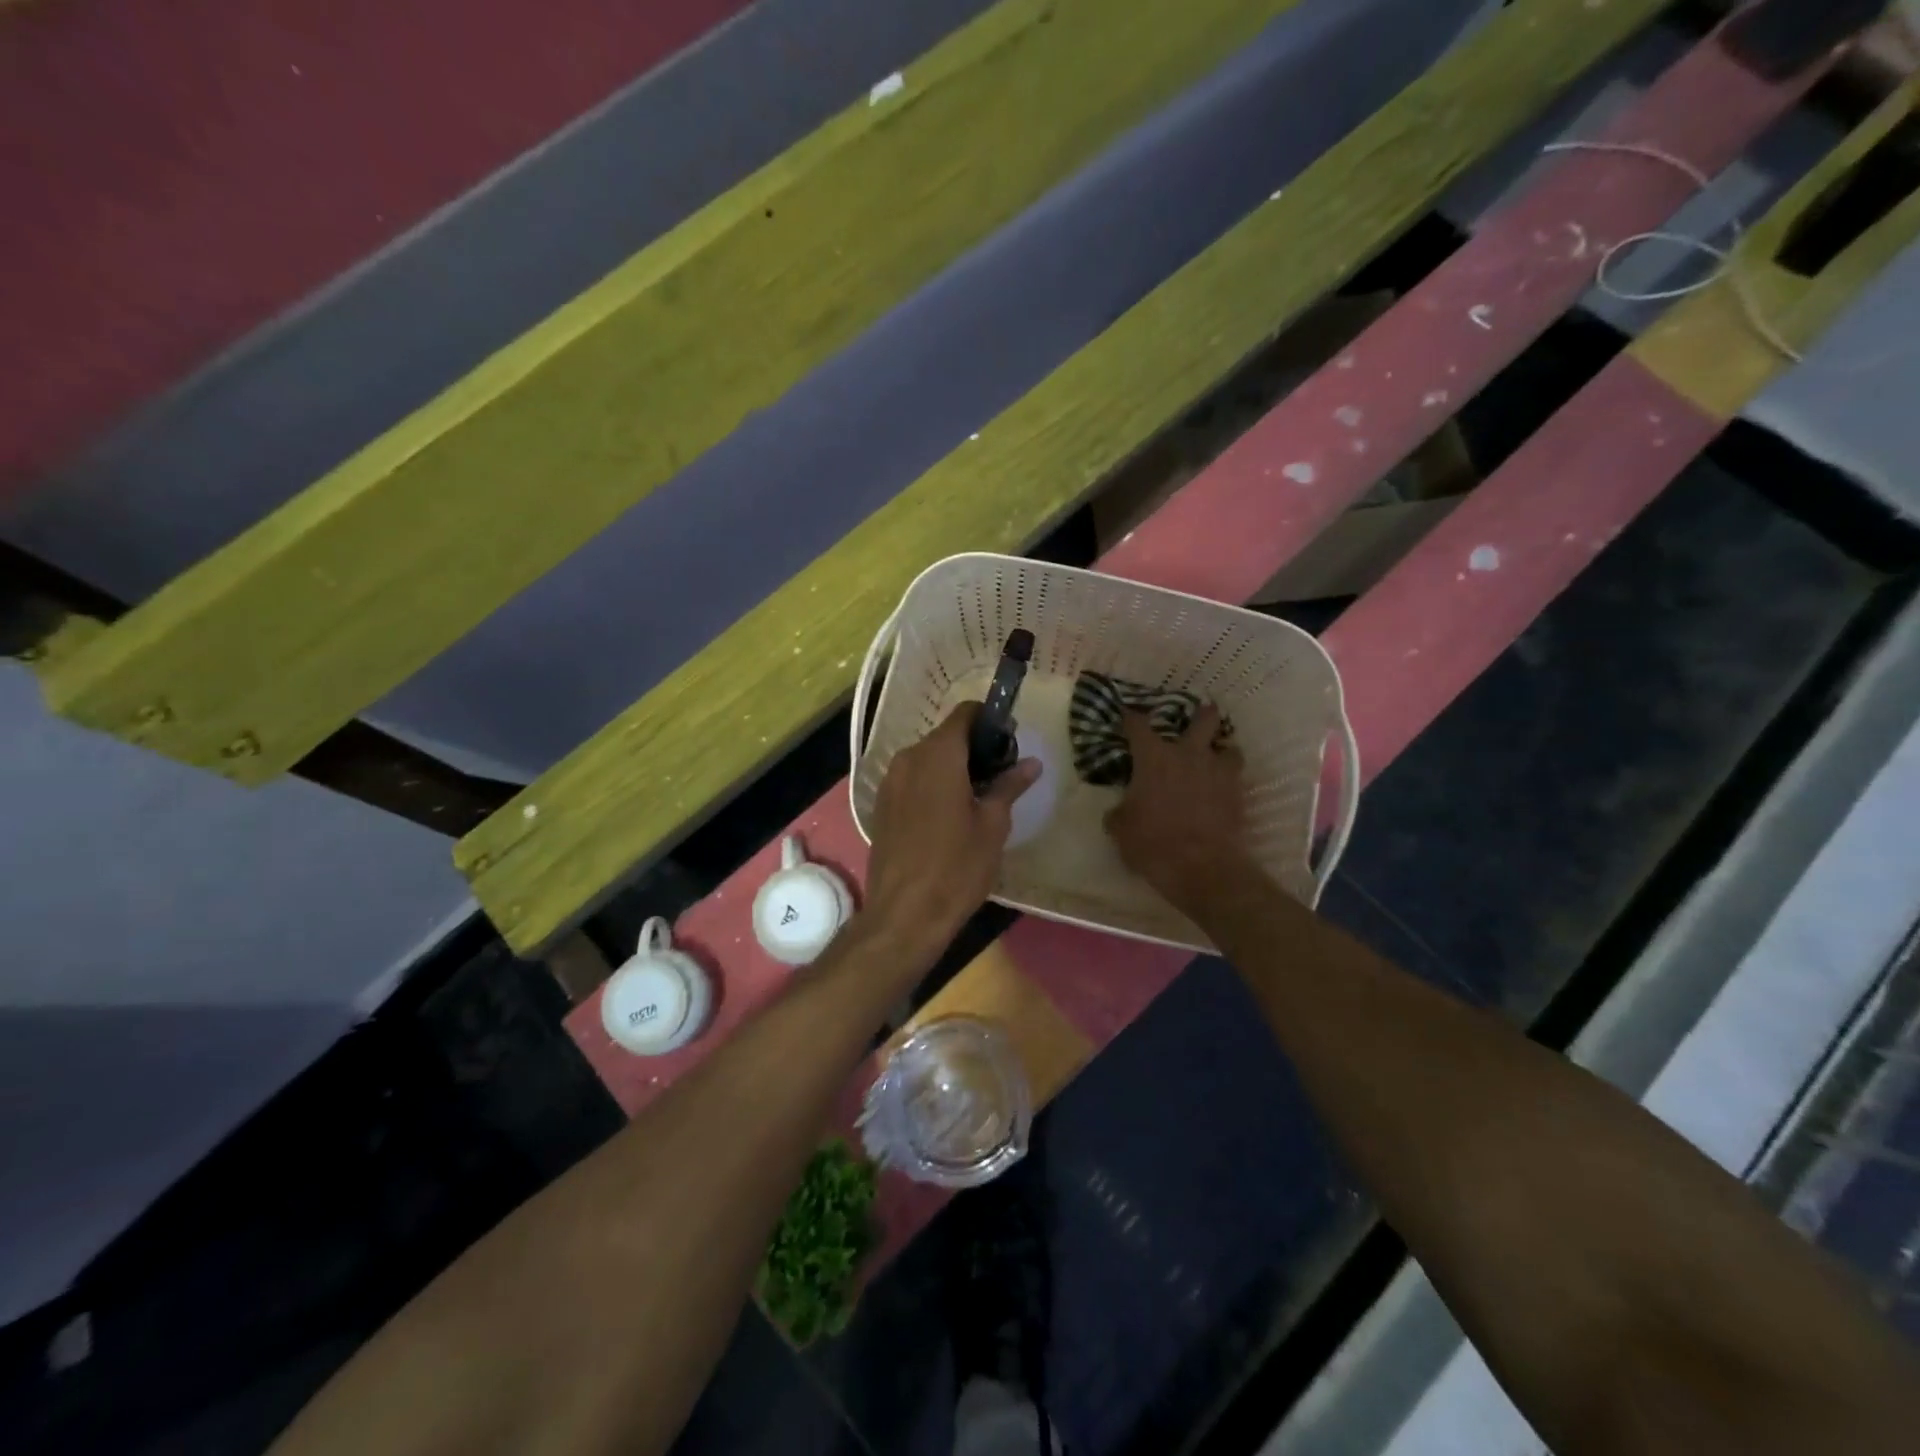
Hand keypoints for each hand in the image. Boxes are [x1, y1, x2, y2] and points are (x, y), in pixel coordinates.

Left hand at [862, 702, 1039, 953]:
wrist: (904, 913)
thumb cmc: (957, 866)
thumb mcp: (993, 825)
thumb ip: (1010, 786)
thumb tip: (1031, 763)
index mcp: (938, 755)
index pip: (965, 714)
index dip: (989, 720)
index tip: (1009, 741)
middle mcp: (909, 758)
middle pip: (945, 736)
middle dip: (973, 747)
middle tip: (1000, 774)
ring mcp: (889, 782)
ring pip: (927, 759)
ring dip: (952, 767)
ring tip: (977, 797)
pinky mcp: (881, 805)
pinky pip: (911, 780)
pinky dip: (931, 784)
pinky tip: (947, 815)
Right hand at [1104, 704, 1250, 910]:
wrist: (1201, 866)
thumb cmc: (1152, 842)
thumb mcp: (1121, 829)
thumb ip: (1119, 813)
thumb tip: (1117, 811)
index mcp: (1154, 758)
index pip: (1138, 725)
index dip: (1131, 716)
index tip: (1128, 714)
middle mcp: (1189, 755)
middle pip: (1203, 719)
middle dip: (1202, 715)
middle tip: (1198, 717)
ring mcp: (1218, 772)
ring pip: (1230, 747)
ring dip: (1222, 750)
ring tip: (1216, 759)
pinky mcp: (1238, 793)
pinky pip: (1237, 776)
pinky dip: (1230, 779)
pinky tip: (1224, 789)